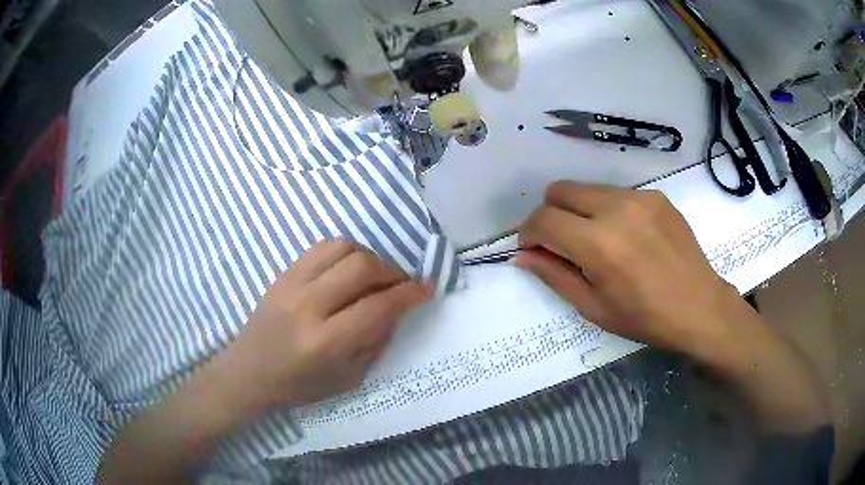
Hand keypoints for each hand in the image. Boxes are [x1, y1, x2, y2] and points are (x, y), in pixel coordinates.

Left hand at [213, 240, 432, 414]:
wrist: (250, 370)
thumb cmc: (300, 384)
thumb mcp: (348, 377)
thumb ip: (376, 341)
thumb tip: (397, 309)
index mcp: (325, 342)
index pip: (377, 306)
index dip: (408, 294)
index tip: (426, 288)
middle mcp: (308, 306)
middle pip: (362, 267)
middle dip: (392, 272)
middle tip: (401, 284)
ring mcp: (292, 284)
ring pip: (343, 248)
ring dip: (369, 257)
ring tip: (375, 275)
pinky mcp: (283, 273)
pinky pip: (322, 247)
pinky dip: (345, 252)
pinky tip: (349, 269)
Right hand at [516, 181, 738, 354]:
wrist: (699, 306)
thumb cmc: (645, 317)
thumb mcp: (594, 307)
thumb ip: (554, 276)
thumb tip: (523, 256)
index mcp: (598, 244)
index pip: (543, 219)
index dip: (529, 233)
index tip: (534, 249)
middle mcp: (616, 209)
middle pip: (560, 190)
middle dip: (550, 214)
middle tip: (562, 244)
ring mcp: (639, 197)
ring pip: (588, 188)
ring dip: (579, 210)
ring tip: (598, 241)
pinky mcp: (656, 195)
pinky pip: (616, 193)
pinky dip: (608, 210)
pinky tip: (627, 237)